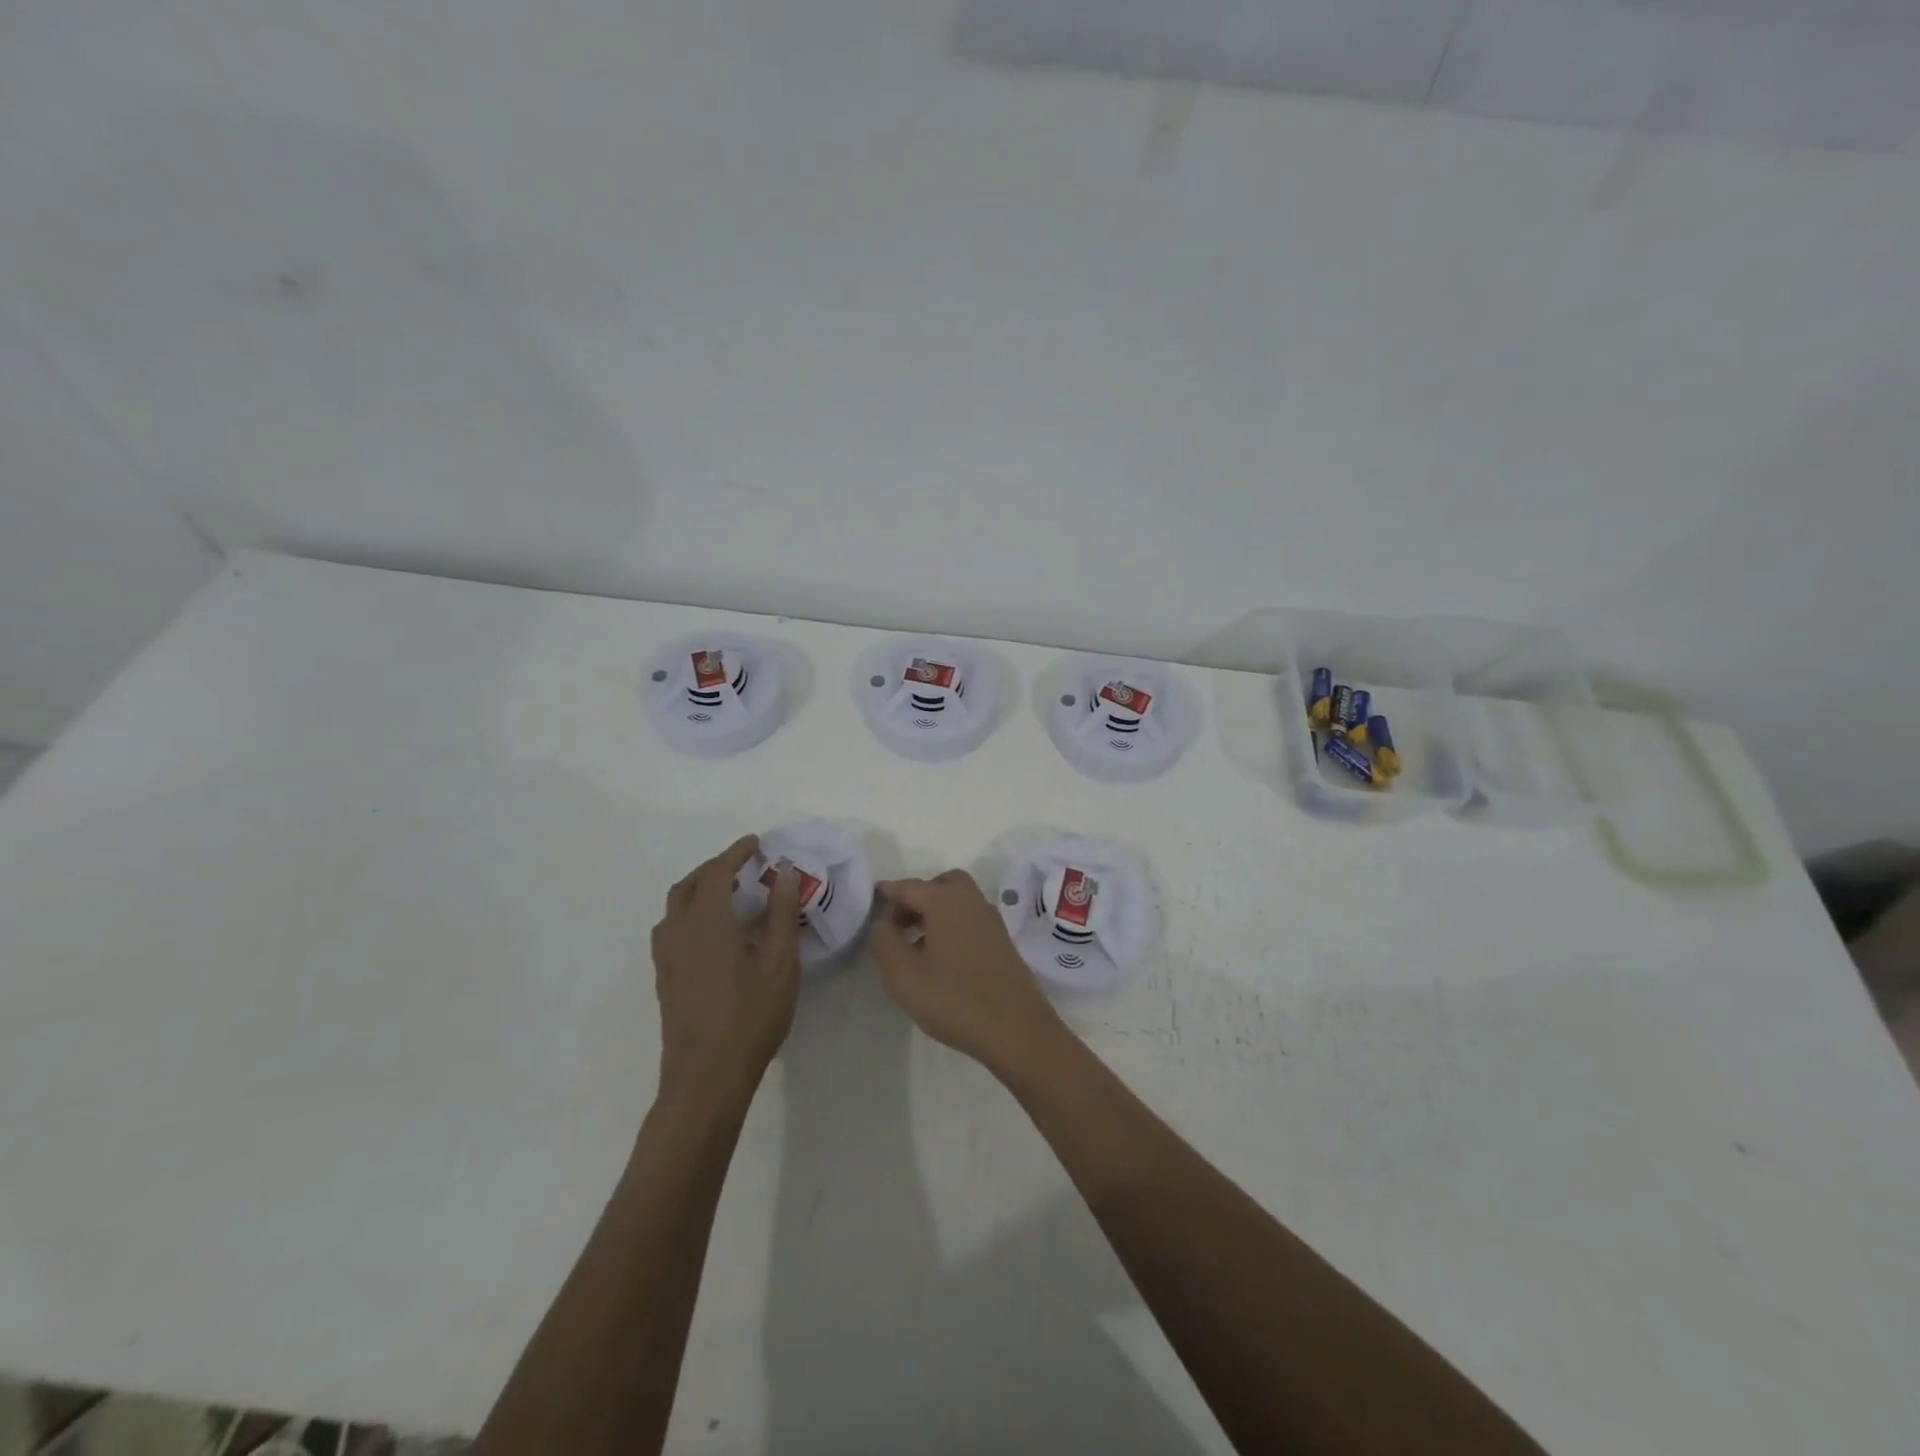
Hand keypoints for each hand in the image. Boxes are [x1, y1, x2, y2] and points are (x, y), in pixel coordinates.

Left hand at [651, 835, 801, 1113]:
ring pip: (676, 908)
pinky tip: (714, 933)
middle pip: (690, 885)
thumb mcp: (779, 961)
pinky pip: (673, 929)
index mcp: (707, 921)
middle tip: (743, 866)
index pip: (718, 872)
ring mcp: (667, 957)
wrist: (706, 1076)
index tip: (756, 843)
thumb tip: (784, 873)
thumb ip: (781, 913)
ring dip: (699, 890)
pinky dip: (691, 914)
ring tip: (728, 894)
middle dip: (715, 868)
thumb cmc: (750, 1014)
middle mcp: (679, 931)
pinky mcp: (665, 979)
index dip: (736, 853)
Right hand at [867, 870, 1066, 1078]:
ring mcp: (991, 920)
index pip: (908, 886)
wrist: (1016, 1029)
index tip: (870, 906)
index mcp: (946, 900)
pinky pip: (970, 919)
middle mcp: (971, 901)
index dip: (887, 894)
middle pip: (939, 885)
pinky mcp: (1002, 941)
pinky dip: (952, 925)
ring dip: (934, 913)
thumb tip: (881, 922)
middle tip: (898, 926)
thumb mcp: (904, 975)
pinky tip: (942, 958)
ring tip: (915, 946)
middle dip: (916, 899)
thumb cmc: (954, 999)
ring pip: (957, 901)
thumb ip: (884, 941)